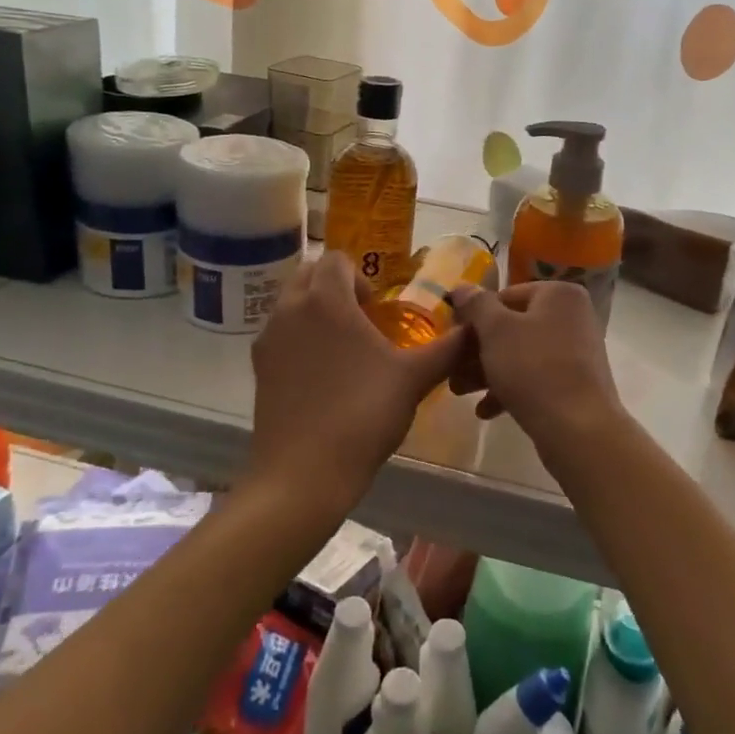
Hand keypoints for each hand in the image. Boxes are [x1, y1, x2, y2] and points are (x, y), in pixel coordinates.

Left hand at [247, 252, 466, 512]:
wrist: (303, 474)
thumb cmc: (362, 415)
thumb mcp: (414, 379)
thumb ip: (448, 348)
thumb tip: (476, 328)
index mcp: (325, 300)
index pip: (336, 258)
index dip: (361, 276)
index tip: (377, 310)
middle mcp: (289, 310)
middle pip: (308, 274)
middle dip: (334, 286)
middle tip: (362, 320)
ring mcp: (268, 339)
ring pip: (290, 304)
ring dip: (315, 311)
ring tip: (344, 349)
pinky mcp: (258, 369)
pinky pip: (279, 334)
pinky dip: (299, 338)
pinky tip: (323, 376)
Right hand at [448, 282, 624, 446]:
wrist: (579, 430)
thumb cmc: (534, 369)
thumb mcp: (496, 331)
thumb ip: (477, 305)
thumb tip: (462, 287)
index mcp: (559, 294)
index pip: (506, 296)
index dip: (475, 316)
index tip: (452, 338)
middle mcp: (572, 316)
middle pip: (513, 326)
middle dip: (478, 350)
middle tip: (452, 369)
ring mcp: (576, 350)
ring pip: (520, 354)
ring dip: (488, 371)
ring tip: (461, 391)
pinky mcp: (574, 382)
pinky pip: (535, 377)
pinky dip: (511, 388)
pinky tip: (486, 411)